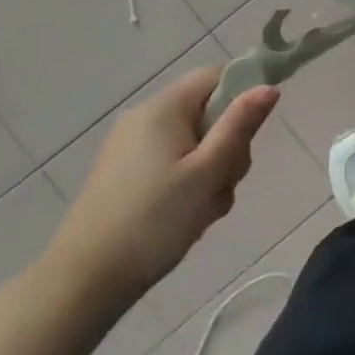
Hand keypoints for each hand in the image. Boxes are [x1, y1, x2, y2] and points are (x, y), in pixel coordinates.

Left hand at [42, 68, 278, 316]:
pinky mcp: (125, 174)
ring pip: (194, 144)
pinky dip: (188, 184)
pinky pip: (173, 164)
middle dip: (227, 147)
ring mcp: (131, 147)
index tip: (253, 134)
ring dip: (210, 173)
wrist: (86, 279)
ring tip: (202, 211)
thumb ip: (240, 126)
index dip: (243, 94)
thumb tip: (268, 86)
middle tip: (221, 184)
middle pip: (208, 113)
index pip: (216, 75)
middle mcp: (145, 118)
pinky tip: (185, 218)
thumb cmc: (154, 220)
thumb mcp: (208, 172)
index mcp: (164, 108)